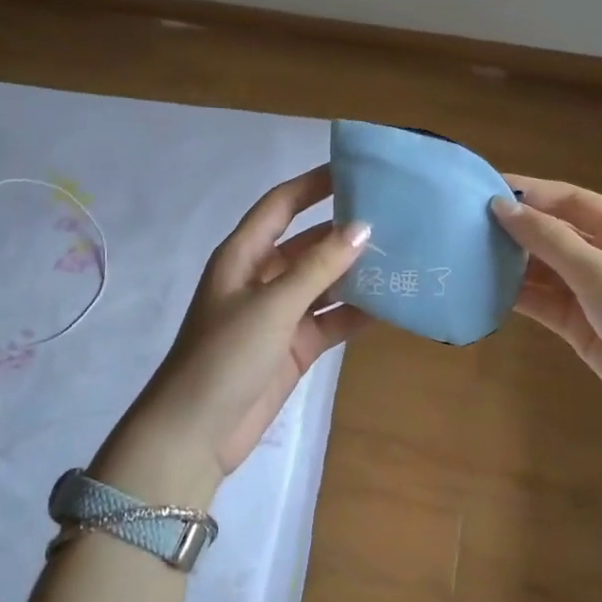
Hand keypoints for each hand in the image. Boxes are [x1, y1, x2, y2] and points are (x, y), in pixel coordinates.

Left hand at [104, 167, 371, 495]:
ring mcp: (279, 314)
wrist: (196, 433)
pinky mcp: (294, 346)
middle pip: (308, 243)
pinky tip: (394, 303)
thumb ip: (318, 267)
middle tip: (396, 216)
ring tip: (404, 255)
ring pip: (324, 282)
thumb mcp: (272, 305)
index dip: (314, 184)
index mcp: (243, 255)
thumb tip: (363, 227)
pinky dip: (357, 312)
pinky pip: (331, 319)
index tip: (355, 169)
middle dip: (345, 230)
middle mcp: (262, 277)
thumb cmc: (225, 355)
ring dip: (357, 272)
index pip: (281, 204)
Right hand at [490, 176, 601, 463]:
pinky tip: (486, 290)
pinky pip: (547, 304)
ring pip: (547, 270)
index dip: (528, 192)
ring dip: (513, 263)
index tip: (482, 187)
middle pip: (556, 233)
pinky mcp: (587, 329)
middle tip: (464, 225)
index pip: (570, 200)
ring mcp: (599, 295)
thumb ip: (550, 240)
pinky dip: (520, 297)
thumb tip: (501, 206)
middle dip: (515, 228)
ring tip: (466, 255)